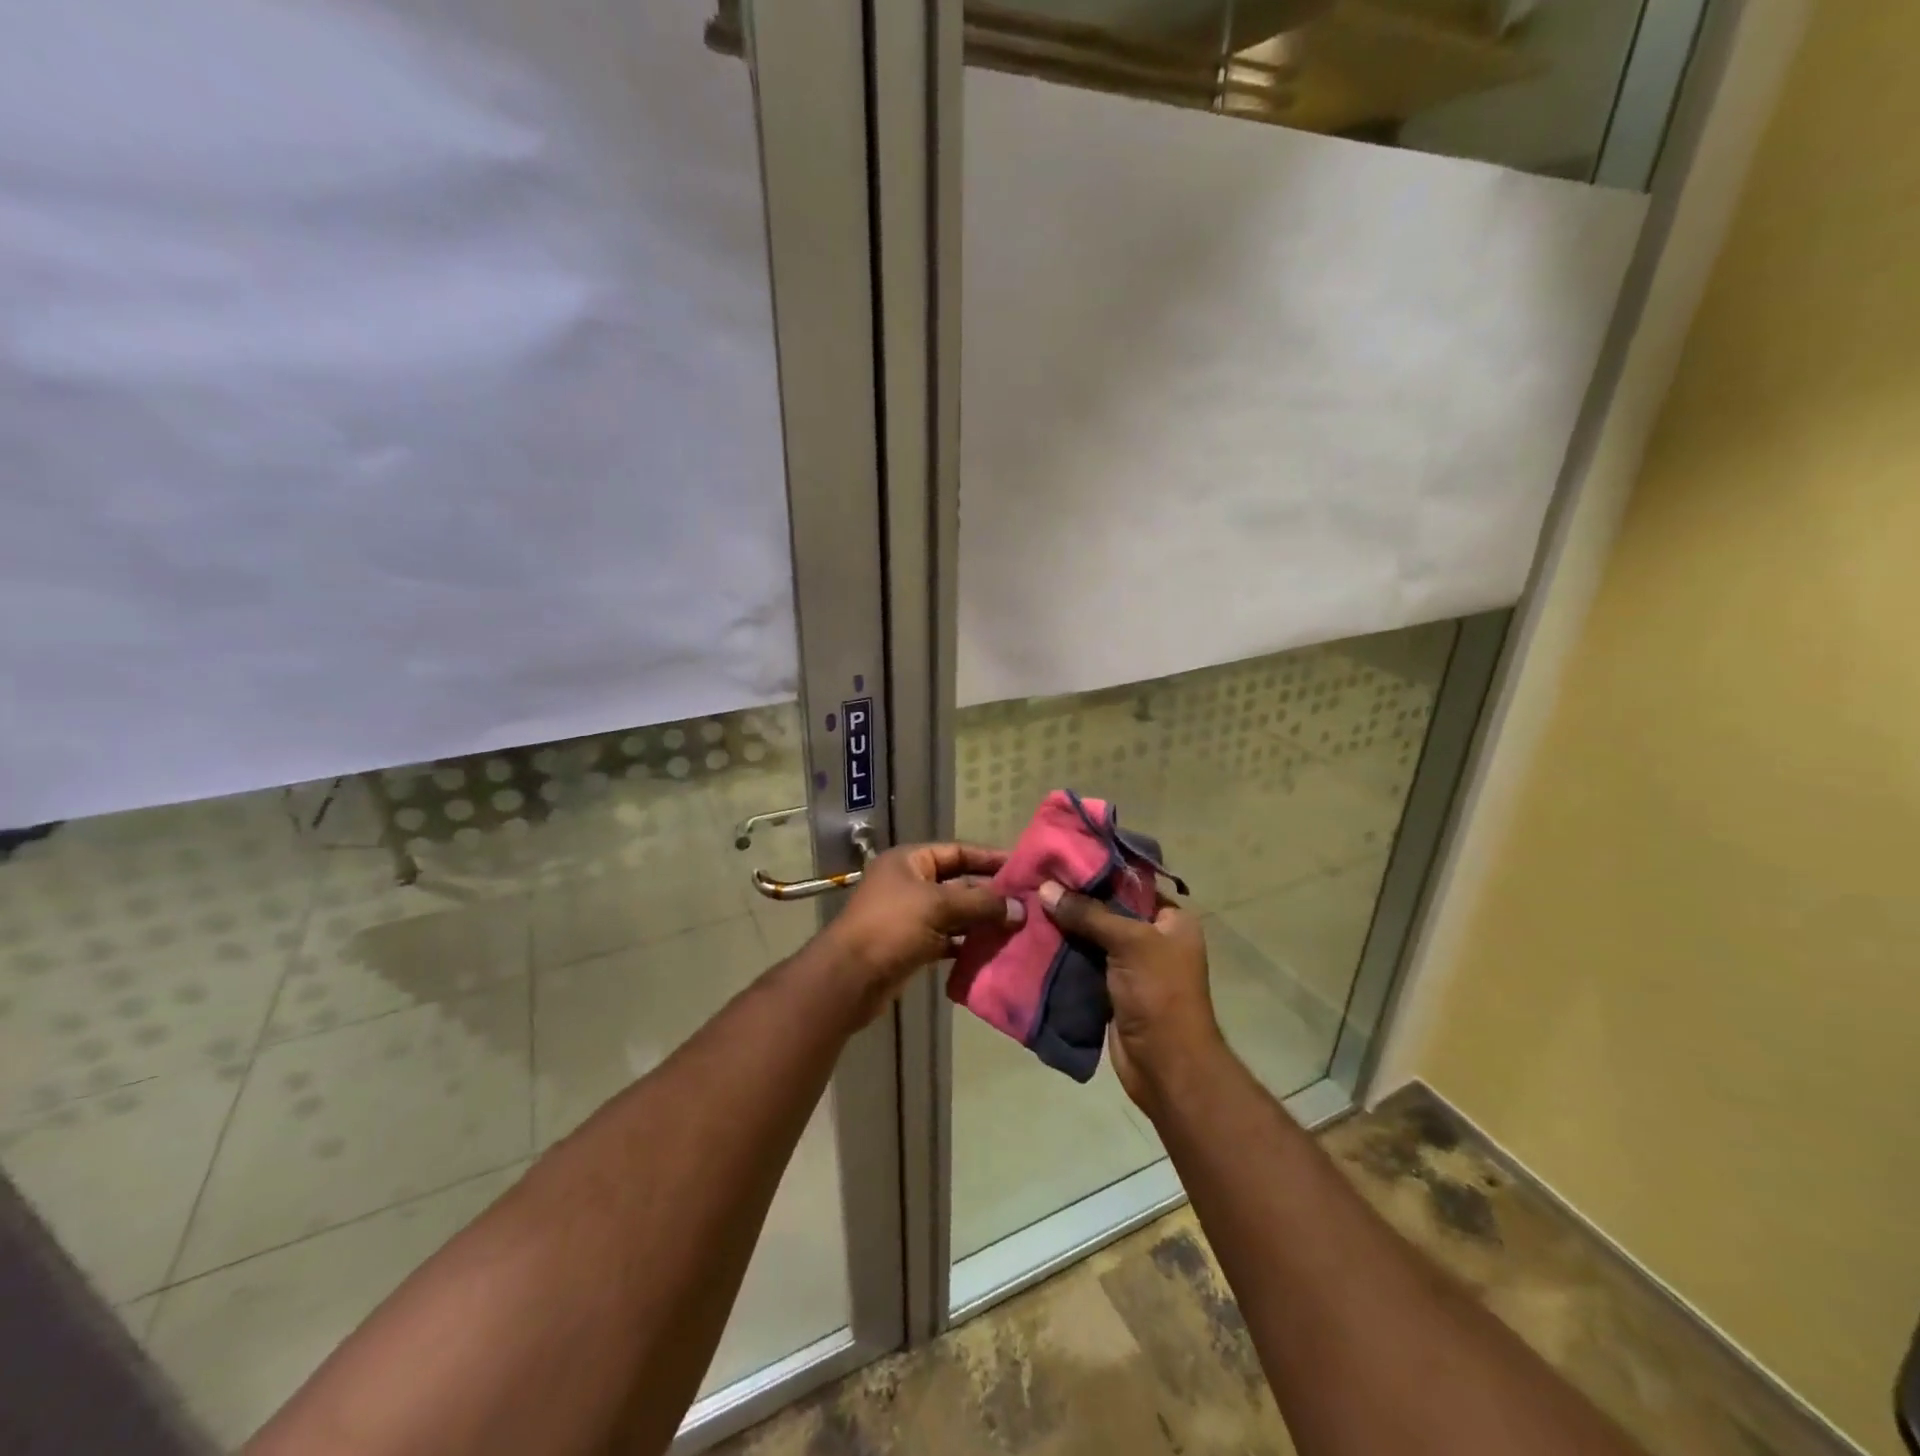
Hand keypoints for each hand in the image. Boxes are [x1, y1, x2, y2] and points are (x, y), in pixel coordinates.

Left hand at [819, 843, 1020, 1019]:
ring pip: (955, 913)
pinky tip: (994, 950)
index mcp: (910, 861)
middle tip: (1027, 902)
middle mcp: (910, 883)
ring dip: (982, 921)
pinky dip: (968, 943)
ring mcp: (910, 916)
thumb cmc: (891, 927)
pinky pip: (947, 938)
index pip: (957, 852)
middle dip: (990, 894)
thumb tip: (1020, 909)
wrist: (849, 978)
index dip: (988, 858)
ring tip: (1018, 927)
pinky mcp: (912, 945)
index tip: (1021, 867)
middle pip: (958, 883)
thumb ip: (981, 904)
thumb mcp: (938, 906)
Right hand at [1037, 880, 1225, 1118]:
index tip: (1059, 857)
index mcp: (1171, 919)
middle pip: (1108, 908)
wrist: (1166, 1066)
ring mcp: (1130, 965)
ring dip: (1063, 926)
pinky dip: (1061, 952)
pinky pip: (1082, 961)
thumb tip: (1046, 888)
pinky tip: (1032, 937)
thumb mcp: (1129, 943)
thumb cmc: (1160, 995)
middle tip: (1036, 880)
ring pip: (1091, 936)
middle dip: (1074, 898)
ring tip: (1027, 903)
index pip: (1131, 882)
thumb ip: (1088, 913)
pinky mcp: (1110, 989)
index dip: (1097, 870)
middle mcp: (1153, 937)